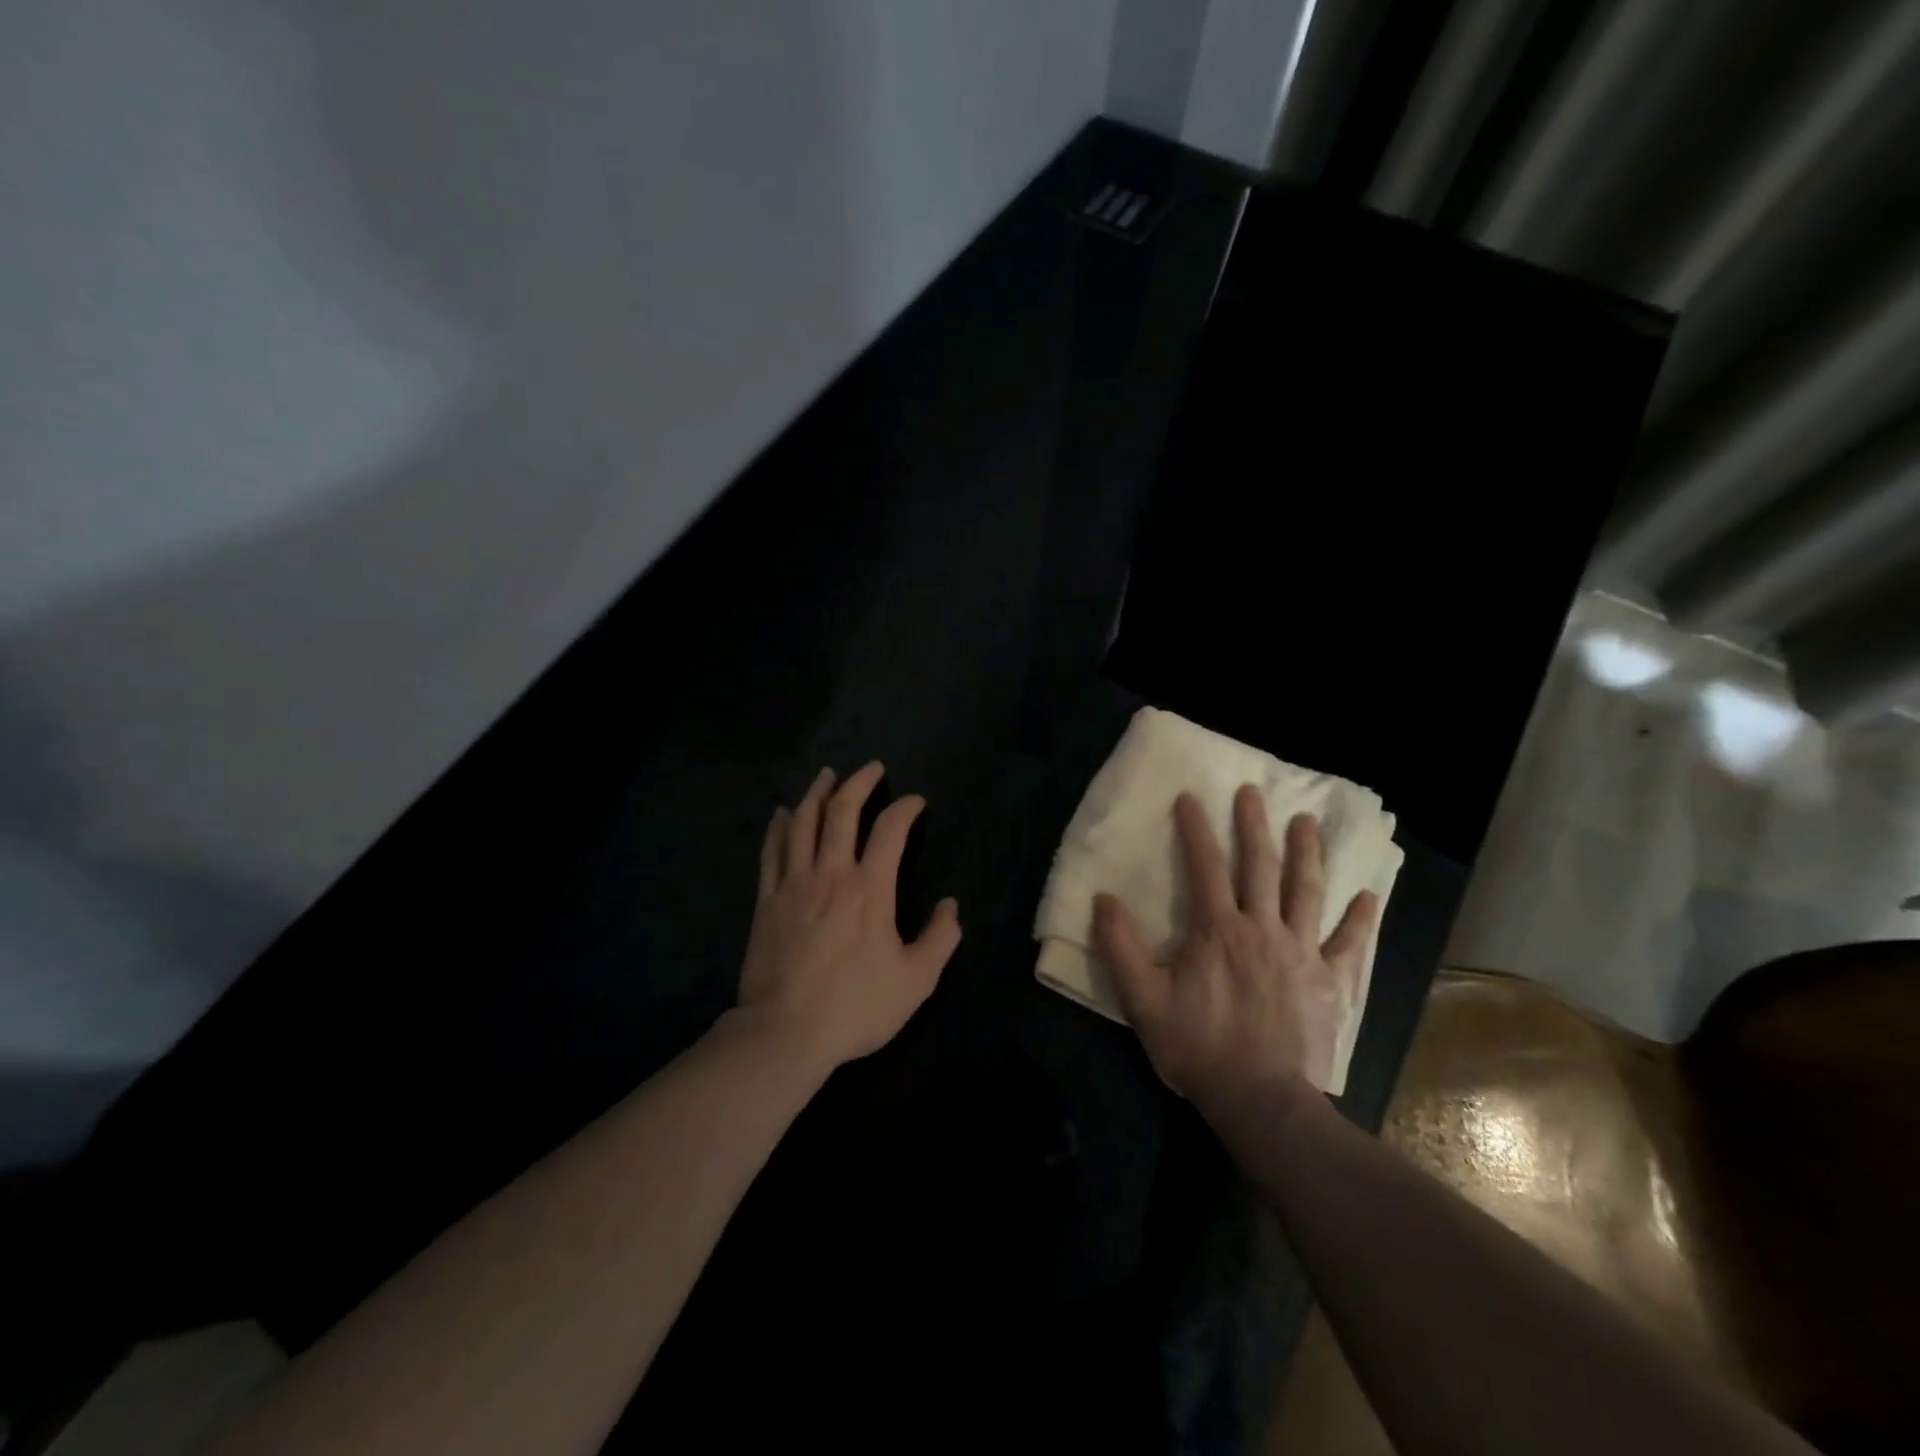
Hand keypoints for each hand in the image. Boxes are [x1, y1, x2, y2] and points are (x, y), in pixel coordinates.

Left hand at [735, 763, 961, 1070]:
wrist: (785, 1032)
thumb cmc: (856, 1006)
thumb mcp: (916, 980)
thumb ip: (940, 939)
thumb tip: (951, 906)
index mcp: (870, 888)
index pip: (890, 830)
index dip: (905, 808)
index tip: (915, 801)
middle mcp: (831, 873)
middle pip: (842, 812)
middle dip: (859, 783)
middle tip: (871, 767)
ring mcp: (793, 883)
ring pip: (803, 823)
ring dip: (817, 794)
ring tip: (827, 776)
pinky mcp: (766, 900)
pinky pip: (772, 851)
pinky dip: (779, 827)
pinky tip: (782, 814)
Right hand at [1092, 787, 1378, 1114]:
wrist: (1261, 1100)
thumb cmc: (1198, 1047)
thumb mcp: (1143, 1001)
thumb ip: (1121, 948)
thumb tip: (1103, 899)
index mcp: (1217, 930)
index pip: (1205, 867)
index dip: (1196, 830)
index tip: (1190, 798)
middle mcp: (1262, 929)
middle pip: (1260, 866)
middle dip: (1254, 826)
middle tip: (1253, 792)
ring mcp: (1301, 953)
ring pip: (1306, 892)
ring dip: (1306, 853)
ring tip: (1307, 822)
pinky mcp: (1330, 981)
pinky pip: (1348, 944)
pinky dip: (1359, 920)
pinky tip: (1368, 897)